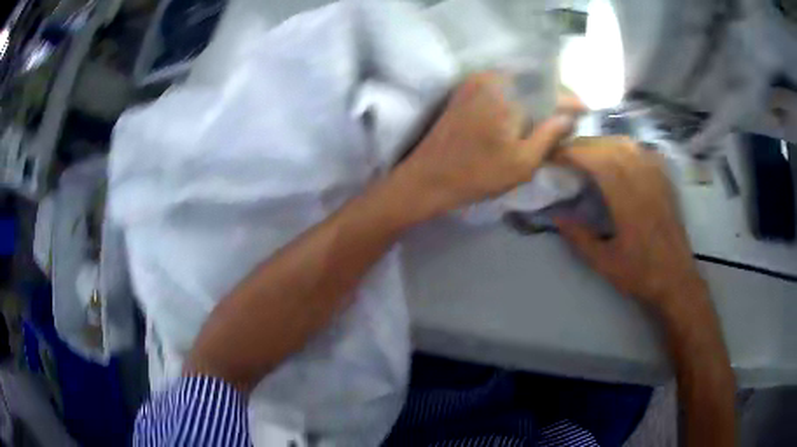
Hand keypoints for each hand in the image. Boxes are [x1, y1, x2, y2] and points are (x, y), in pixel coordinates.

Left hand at [394, 72, 576, 217]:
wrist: (427, 178)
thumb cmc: (477, 175)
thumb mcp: (522, 163)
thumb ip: (549, 135)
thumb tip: (569, 117)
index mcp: (508, 95)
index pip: (550, 90)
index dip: (570, 101)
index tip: (584, 111)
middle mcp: (492, 79)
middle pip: (533, 81)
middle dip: (554, 96)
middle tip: (568, 114)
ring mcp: (475, 82)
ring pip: (517, 82)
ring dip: (536, 95)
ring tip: (551, 115)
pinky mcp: (465, 90)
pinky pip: (500, 86)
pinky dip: (517, 96)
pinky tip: (526, 112)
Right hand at [554, 137, 705, 313]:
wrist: (676, 280)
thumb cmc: (641, 274)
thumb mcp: (604, 263)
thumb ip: (579, 237)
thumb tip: (556, 215)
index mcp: (627, 200)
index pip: (597, 160)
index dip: (573, 152)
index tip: (554, 155)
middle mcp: (643, 181)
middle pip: (610, 146)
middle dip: (584, 144)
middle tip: (565, 153)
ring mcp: (657, 177)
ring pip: (627, 144)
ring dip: (603, 143)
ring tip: (589, 153)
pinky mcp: (665, 180)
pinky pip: (643, 151)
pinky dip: (625, 148)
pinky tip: (619, 156)